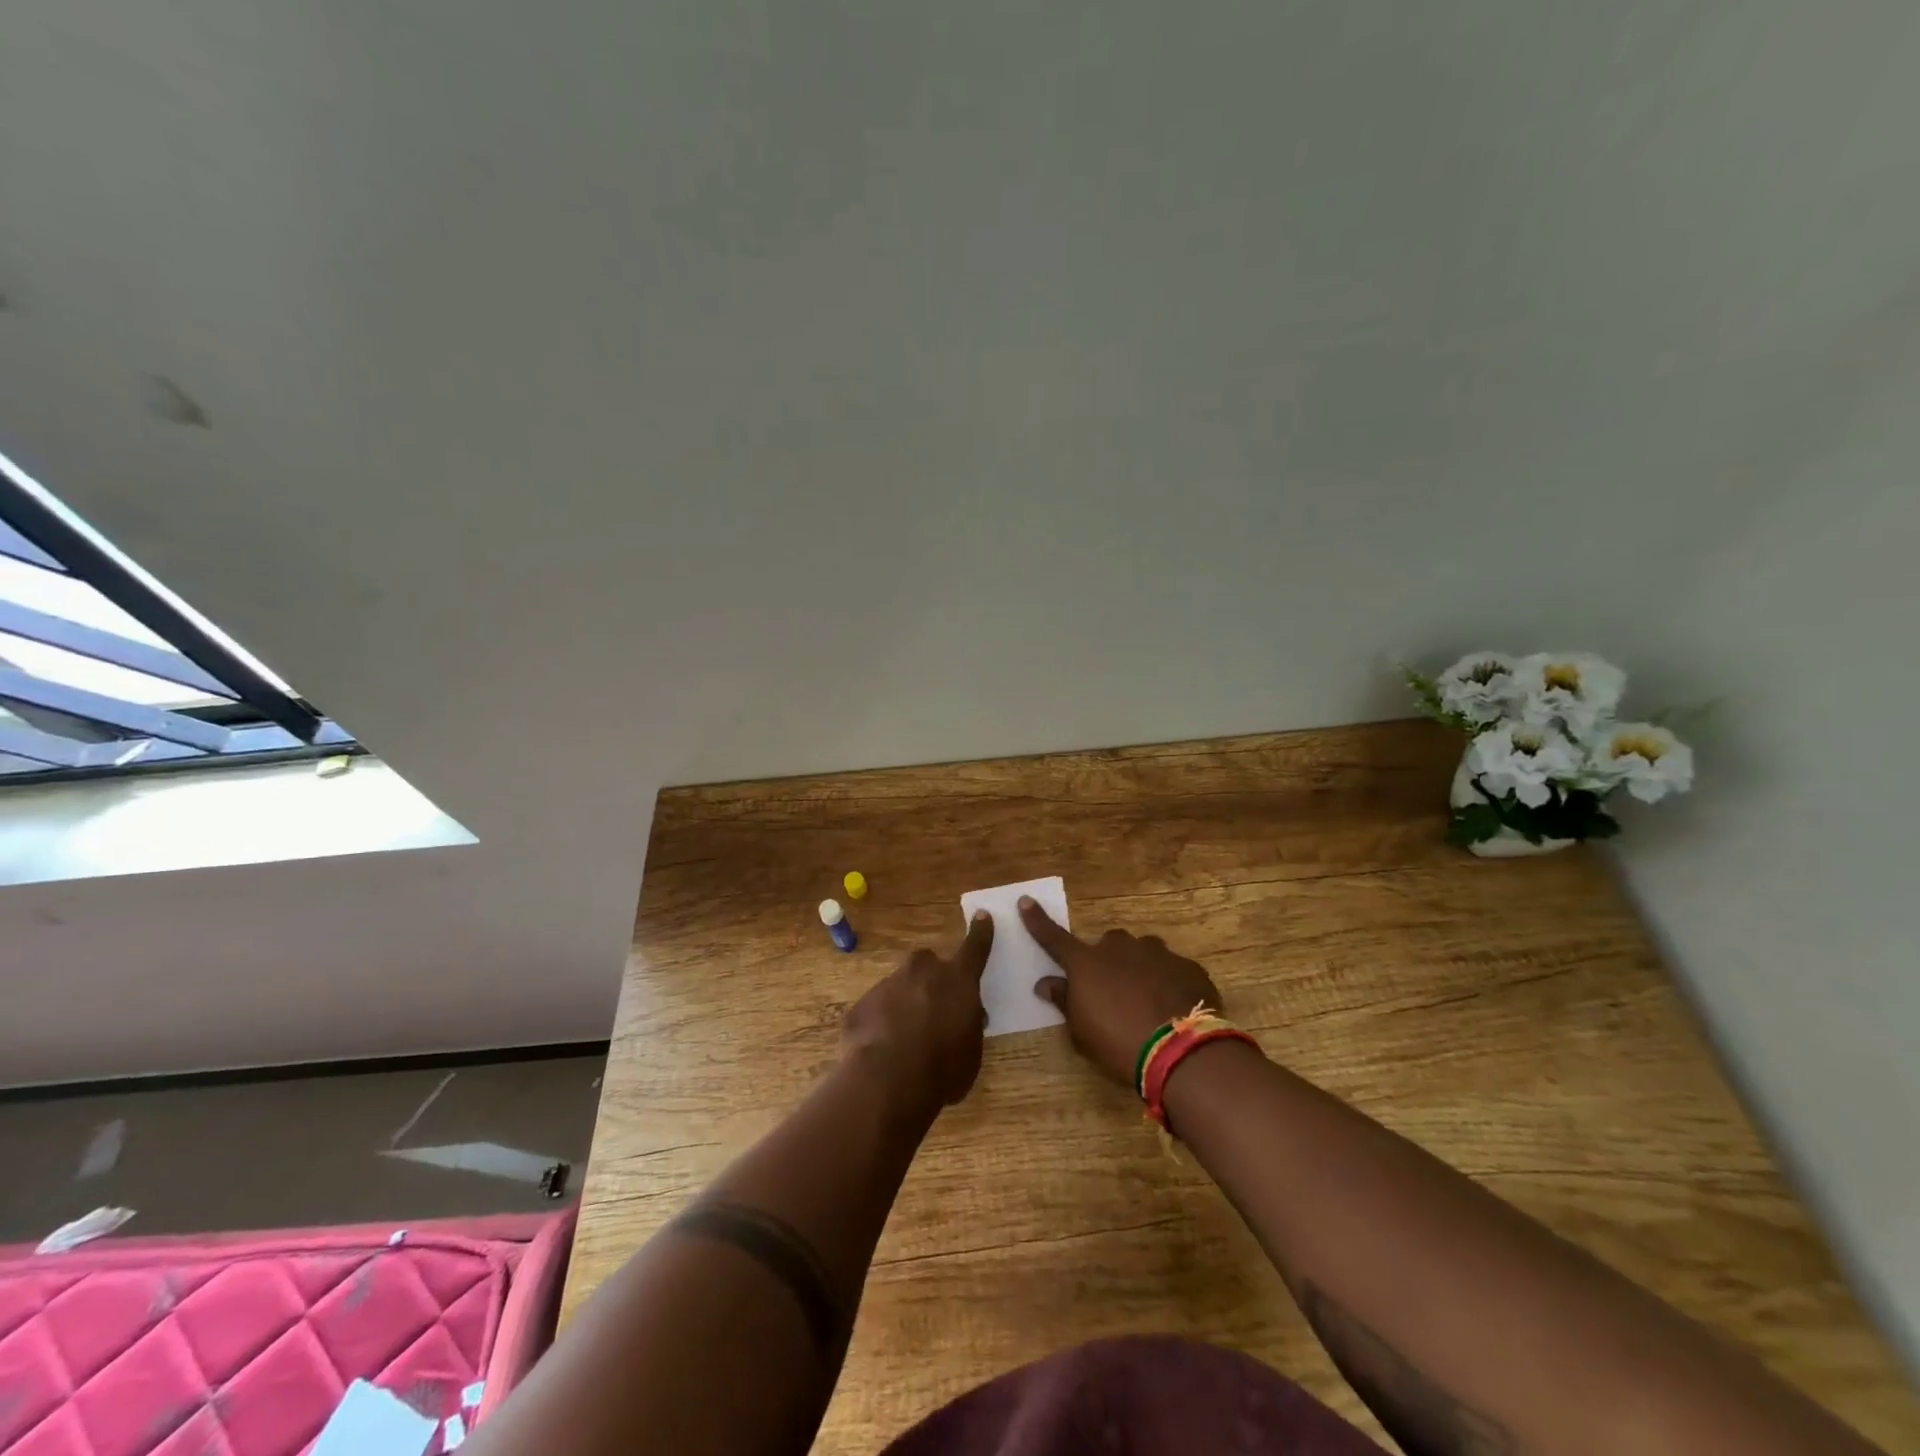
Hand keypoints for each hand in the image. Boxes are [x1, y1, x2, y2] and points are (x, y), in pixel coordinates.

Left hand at [840, 912, 994, 1114]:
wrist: (887, 1082)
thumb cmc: (943, 1069)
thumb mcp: (971, 1052)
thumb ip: (968, 1026)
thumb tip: (964, 1018)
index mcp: (957, 980)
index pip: (974, 949)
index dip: (980, 932)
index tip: (982, 915)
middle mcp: (922, 972)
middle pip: (928, 963)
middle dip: (930, 978)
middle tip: (933, 1006)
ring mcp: (888, 984)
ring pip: (899, 986)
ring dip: (904, 1004)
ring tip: (904, 1040)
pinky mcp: (861, 1004)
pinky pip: (875, 1009)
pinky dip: (880, 1024)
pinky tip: (880, 1051)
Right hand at [1020, 897, 1223, 1087]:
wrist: (1181, 1051)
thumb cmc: (1119, 1043)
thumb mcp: (1081, 1031)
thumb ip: (1064, 1001)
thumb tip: (1046, 983)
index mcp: (1087, 963)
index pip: (1054, 938)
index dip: (1037, 921)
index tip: (1025, 900)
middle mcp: (1120, 948)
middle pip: (1109, 944)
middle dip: (1109, 961)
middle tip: (1114, 992)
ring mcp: (1158, 953)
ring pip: (1144, 953)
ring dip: (1141, 970)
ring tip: (1149, 1003)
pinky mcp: (1188, 967)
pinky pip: (1172, 970)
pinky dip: (1169, 983)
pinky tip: (1174, 1009)